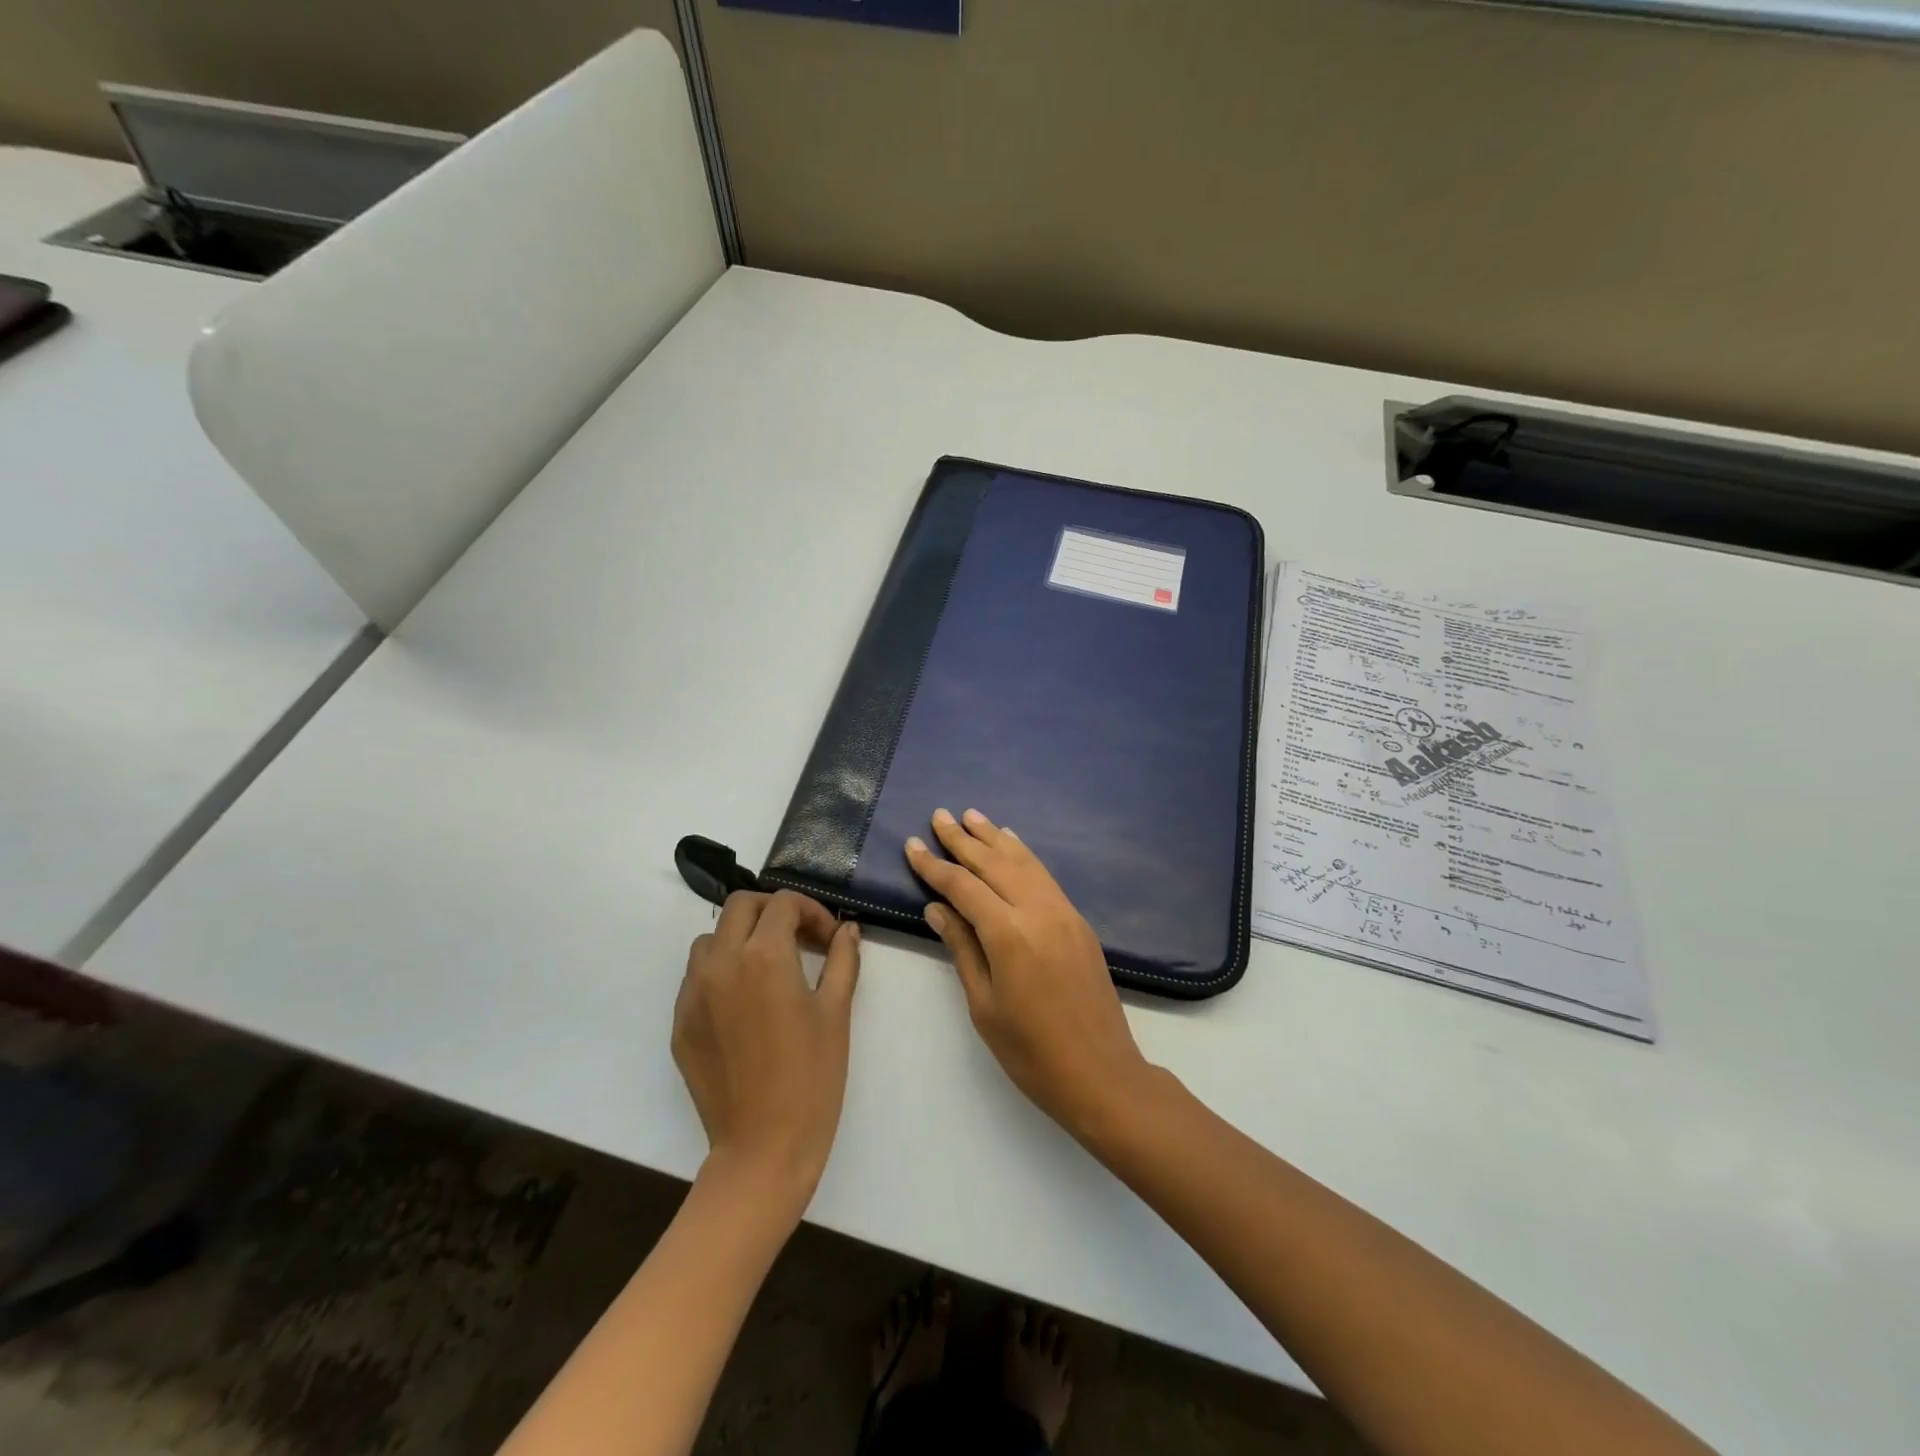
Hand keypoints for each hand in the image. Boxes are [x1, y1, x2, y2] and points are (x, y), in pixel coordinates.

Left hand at [672, 890, 860, 1207]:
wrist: (764, 1149)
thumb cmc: (812, 1077)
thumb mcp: (836, 1013)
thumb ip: (842, 960)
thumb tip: (848, 929)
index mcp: (764, 955)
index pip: (783, 904)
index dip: (812, 911)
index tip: (829, 938)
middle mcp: (721, 963)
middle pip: (740, 906)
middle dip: (772, 911)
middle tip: (800, 939)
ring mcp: (693, 994)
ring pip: (710, 938)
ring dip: (740, 938)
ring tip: (769, 967)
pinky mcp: (680, 1023)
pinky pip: (695, 977)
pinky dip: (720, 971)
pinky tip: (745, 1004)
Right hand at [906, 809, 1152, 1138]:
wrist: (1101, 1073)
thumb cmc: (1031, 1052)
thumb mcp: (984, 1006)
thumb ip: (962, 949)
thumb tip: (936, 908)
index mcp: (1009, 935)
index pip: (963, 887)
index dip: (935, 865)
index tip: (912, 844)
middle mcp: (1038, 912)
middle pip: (994, 864)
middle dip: (963, 838)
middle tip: (940, 815)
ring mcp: (1063, 913)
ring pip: (1023, 863)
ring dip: (995, 838)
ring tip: (972, 816)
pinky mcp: (1078, 921)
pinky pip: (1045, 876)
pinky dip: (1024, 855)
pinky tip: (1012, 844)